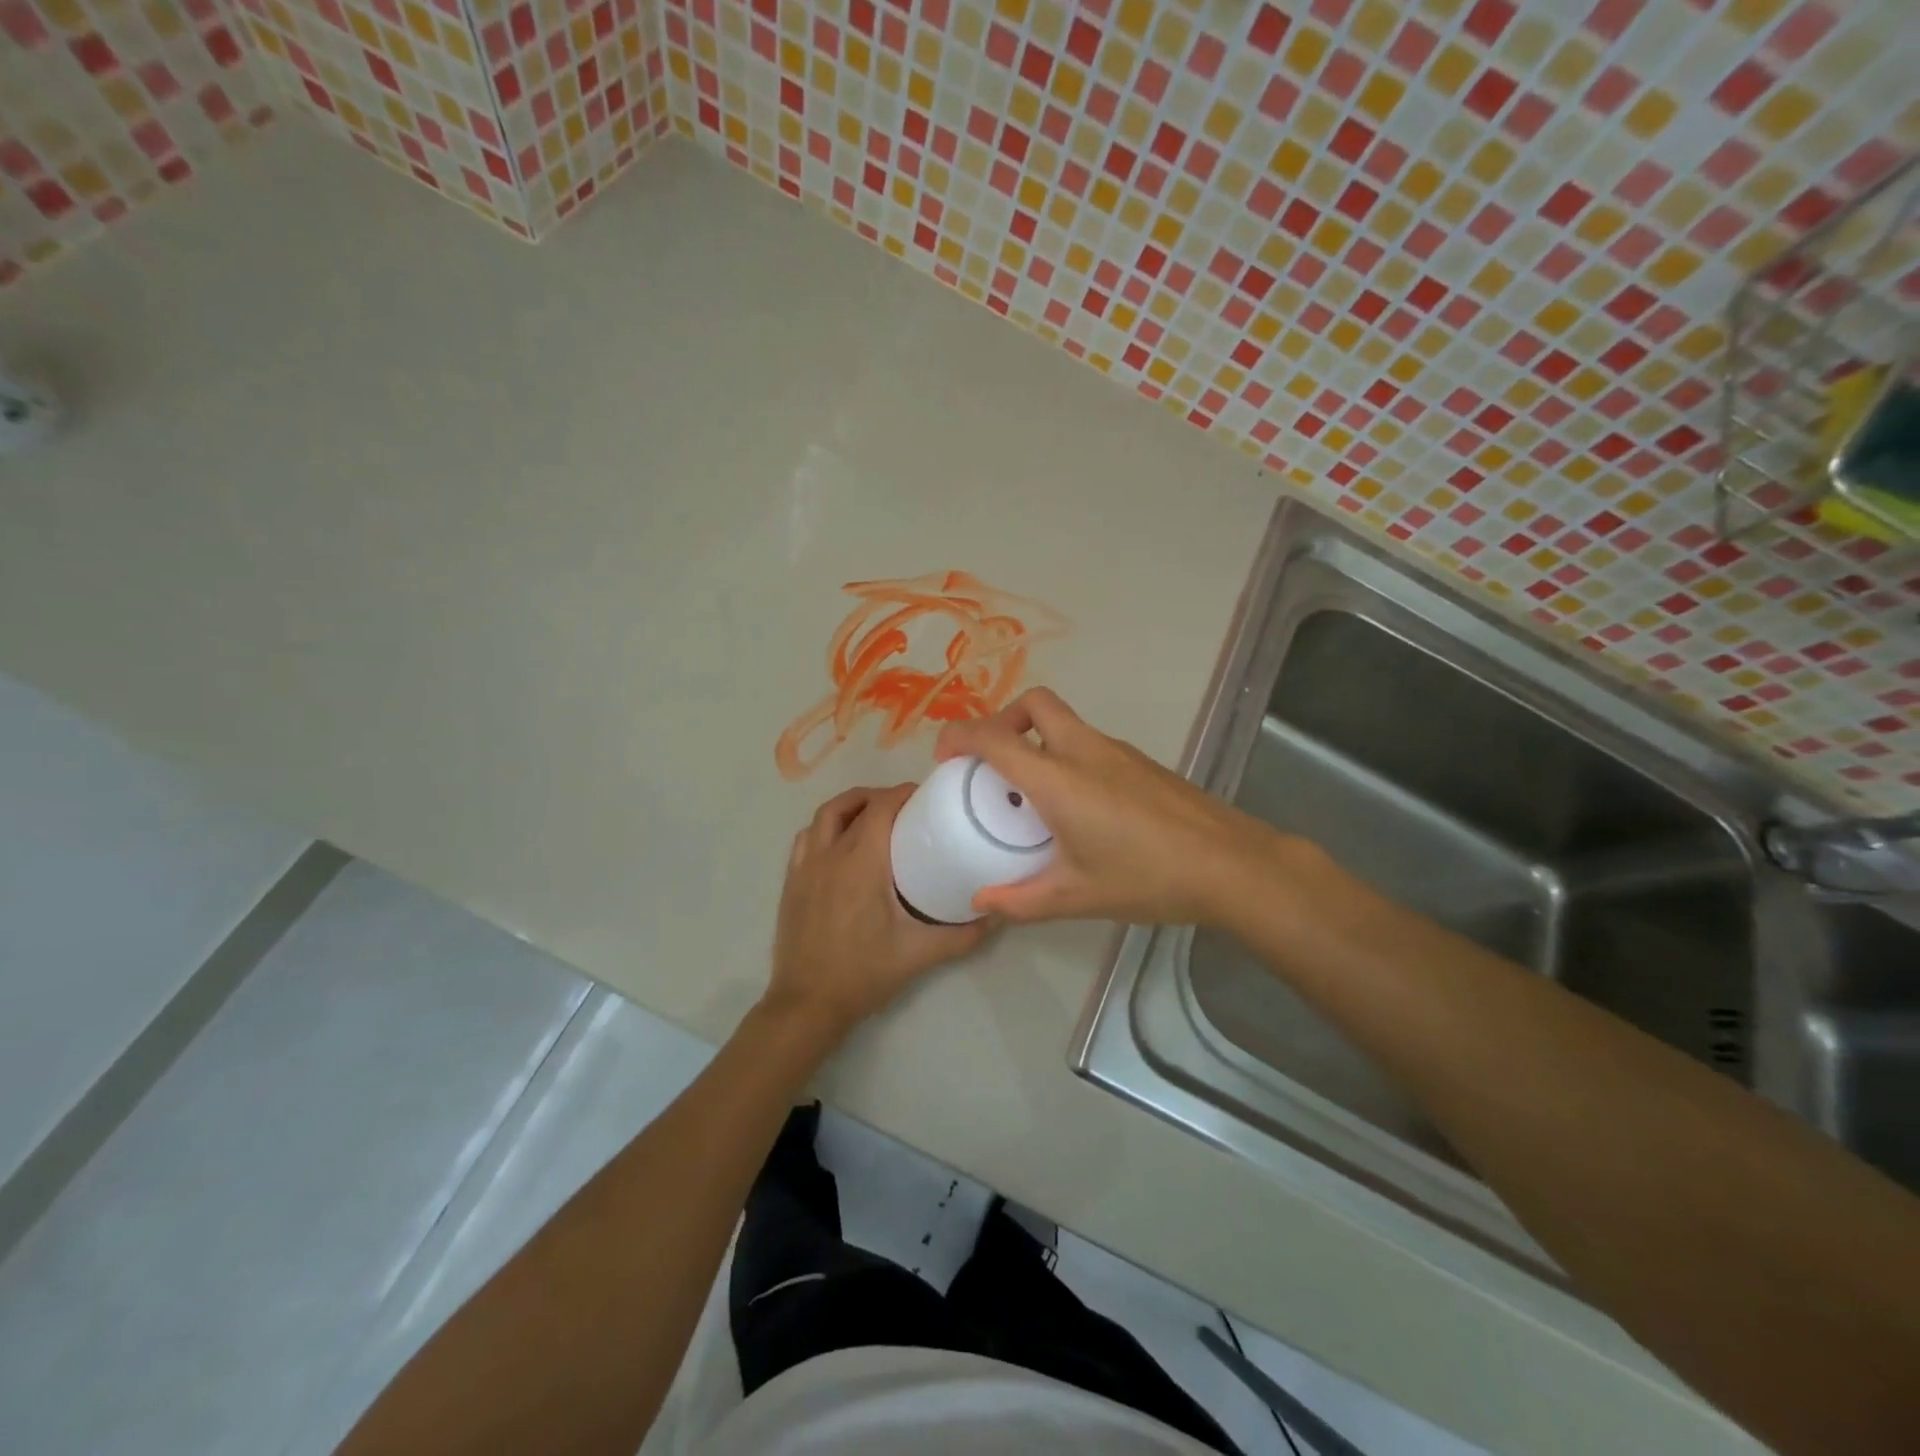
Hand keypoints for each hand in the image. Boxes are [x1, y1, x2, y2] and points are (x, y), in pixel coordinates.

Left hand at [763, 784, 988, 1037]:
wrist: (807, 1003)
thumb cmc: (864, 973)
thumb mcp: (919, 954)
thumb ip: (962, 935)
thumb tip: (995, 916)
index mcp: (860, 862)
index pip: (880, 807)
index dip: (902, 793)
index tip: (924, 796)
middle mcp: (829, 854)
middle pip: (849, 803)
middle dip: (877, 796)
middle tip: (902, 806)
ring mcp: (804, 867)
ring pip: (823, 817)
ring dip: (848, 808)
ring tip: (872, 818)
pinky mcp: (791, 882)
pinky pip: (806, 838)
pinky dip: (825, 829)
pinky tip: (840, 845)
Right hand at [933, 688, 1282, 924]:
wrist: (1231, 865)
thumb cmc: (1147, 878)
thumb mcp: (1076, 896)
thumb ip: (1021, 900)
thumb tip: (980, 902)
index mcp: (1058, 779)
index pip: (995, 738)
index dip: (960, 737)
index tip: (944, 758)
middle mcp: (1084, 751)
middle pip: (1035, 702)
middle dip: (1003, 719)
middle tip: (991, 762)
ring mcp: (1117, 752)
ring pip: (1064, 721)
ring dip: (1036, 739)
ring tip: (1030, 792)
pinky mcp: (1140, 762)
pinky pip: (1089, 743)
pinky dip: (1066, 755)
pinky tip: (1077, 806)